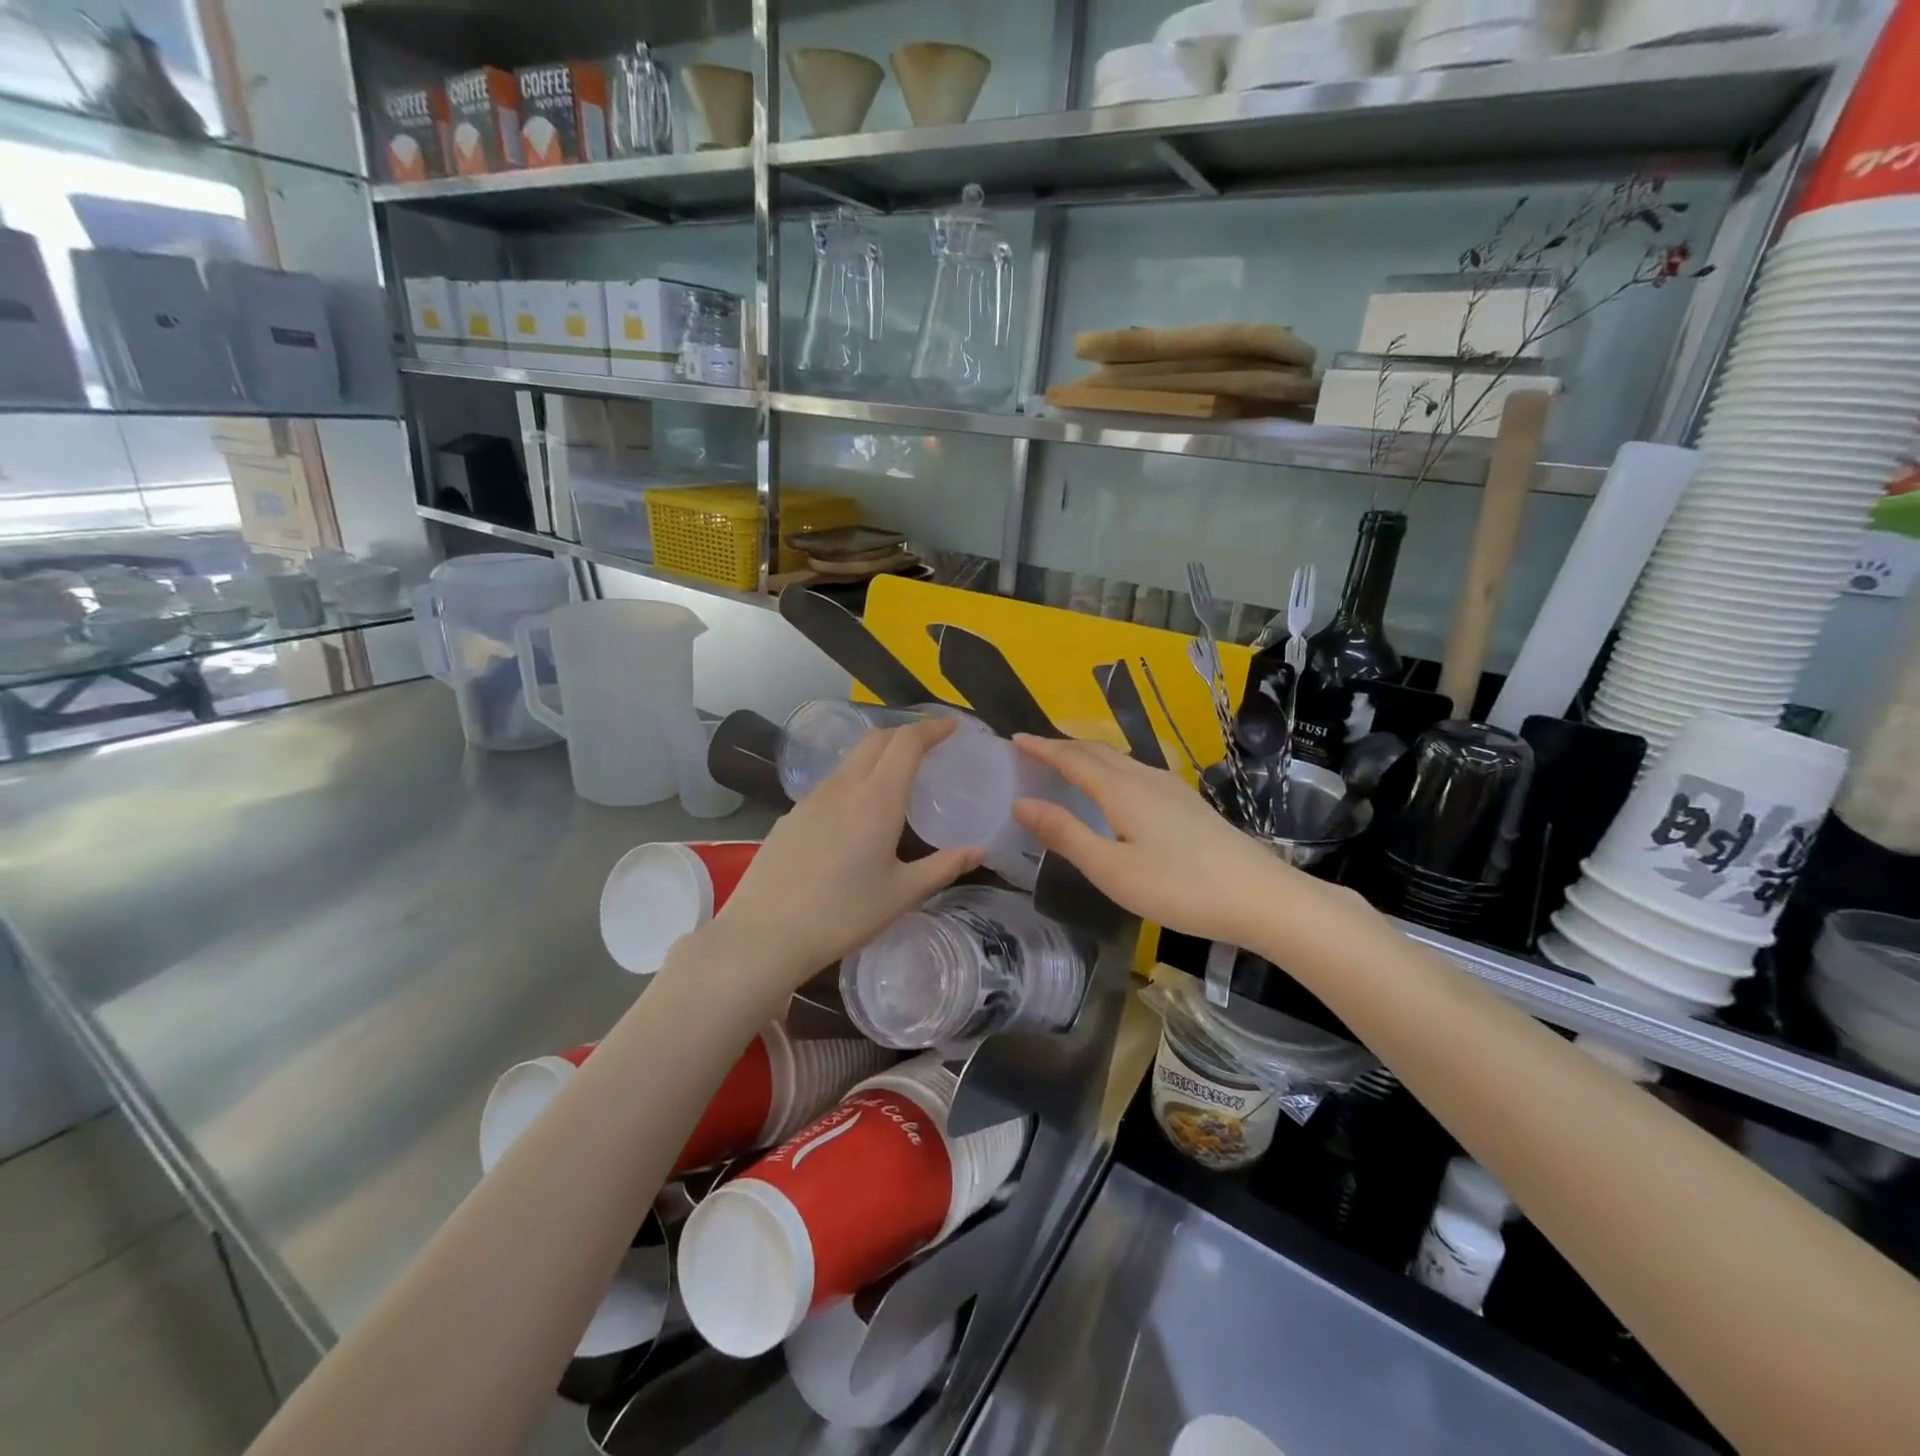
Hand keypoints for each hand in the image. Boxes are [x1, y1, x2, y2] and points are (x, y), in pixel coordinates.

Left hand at [703, 717, 982, 996]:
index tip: (951, 726)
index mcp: (876, 799)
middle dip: (905, 733)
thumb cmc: (842, 914)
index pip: (907, 742)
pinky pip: (830, 784)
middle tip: (929, 745)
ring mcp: (811, 799)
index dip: (932, 728)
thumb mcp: (902, 894)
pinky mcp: (791, 815)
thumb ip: (943, 867)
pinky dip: (854, 779)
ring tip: (896, 776)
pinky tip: (856, 812)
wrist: (764, 934)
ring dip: (878, 754)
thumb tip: (977, 851)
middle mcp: (843, 787)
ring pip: (850, 760)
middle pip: (876, 739)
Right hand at [1011, 735, 1302, 946]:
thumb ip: (1066, 835)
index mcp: (1122, 790)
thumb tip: (1021, 804)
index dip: (1042, 748)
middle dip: (1062, 746)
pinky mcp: (1189, 804)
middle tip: (1034, 749)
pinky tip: (1117, 789)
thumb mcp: (1111, 869)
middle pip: (1097, 752)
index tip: (1014, 738)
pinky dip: (1111, 769)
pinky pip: (1137, 772)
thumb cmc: (1179, 887)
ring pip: (1120, 760)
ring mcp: (1172, 789)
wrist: (1260, 897)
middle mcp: (1146, 779)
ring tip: (1067, 763)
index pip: (1072, 759)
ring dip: (1088, 756)